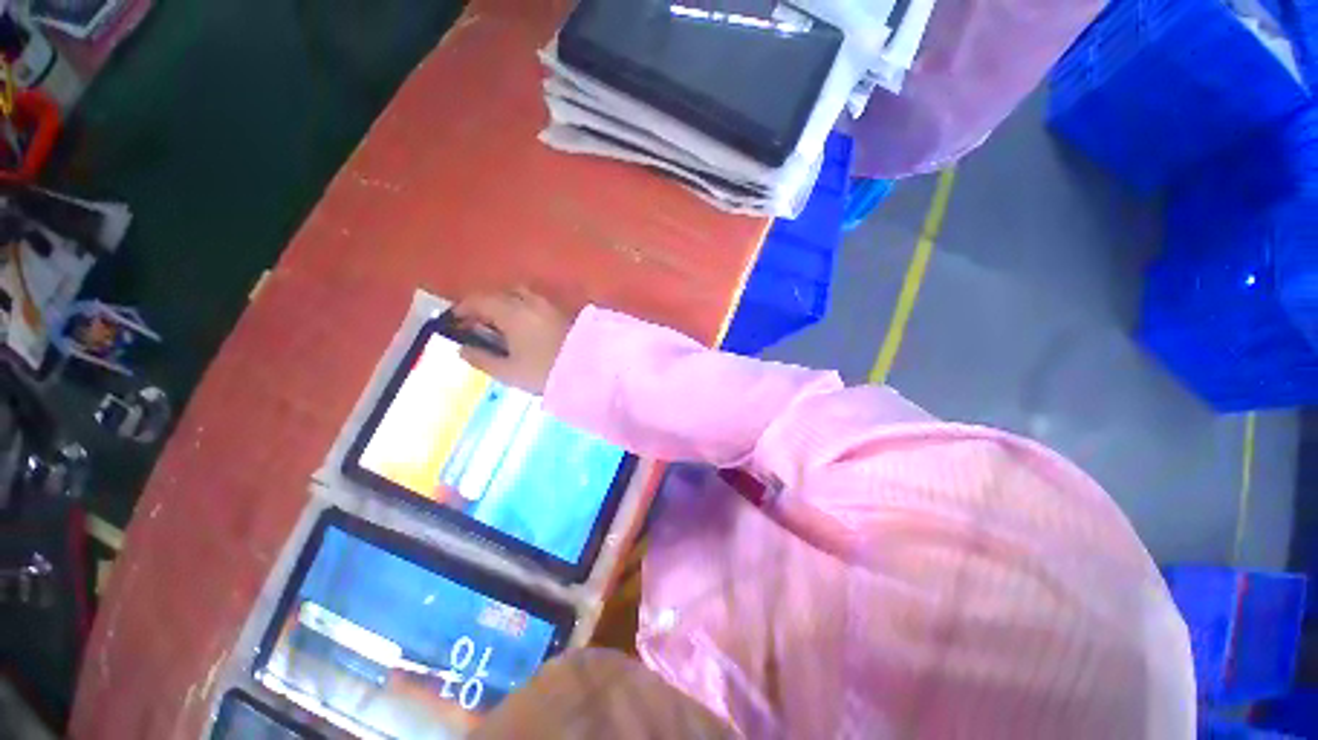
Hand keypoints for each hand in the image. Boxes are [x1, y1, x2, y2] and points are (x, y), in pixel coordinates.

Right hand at [452, 288, 573, 394]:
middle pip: (501, 293)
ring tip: (504, 325)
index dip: (464, 308)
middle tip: (480, 323)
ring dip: (508, 304)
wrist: (592, 369)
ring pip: (522, 295)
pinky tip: (527, 327)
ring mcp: (550, 304)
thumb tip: (462, 349)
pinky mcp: (565, 311)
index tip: (456, 321)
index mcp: (512, 312)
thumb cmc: (545, 371)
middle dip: (487, 304)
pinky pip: (538, 302)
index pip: (480, 300)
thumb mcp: (509, 372)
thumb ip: (482, 359)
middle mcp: (530, 301)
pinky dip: (526, 308)